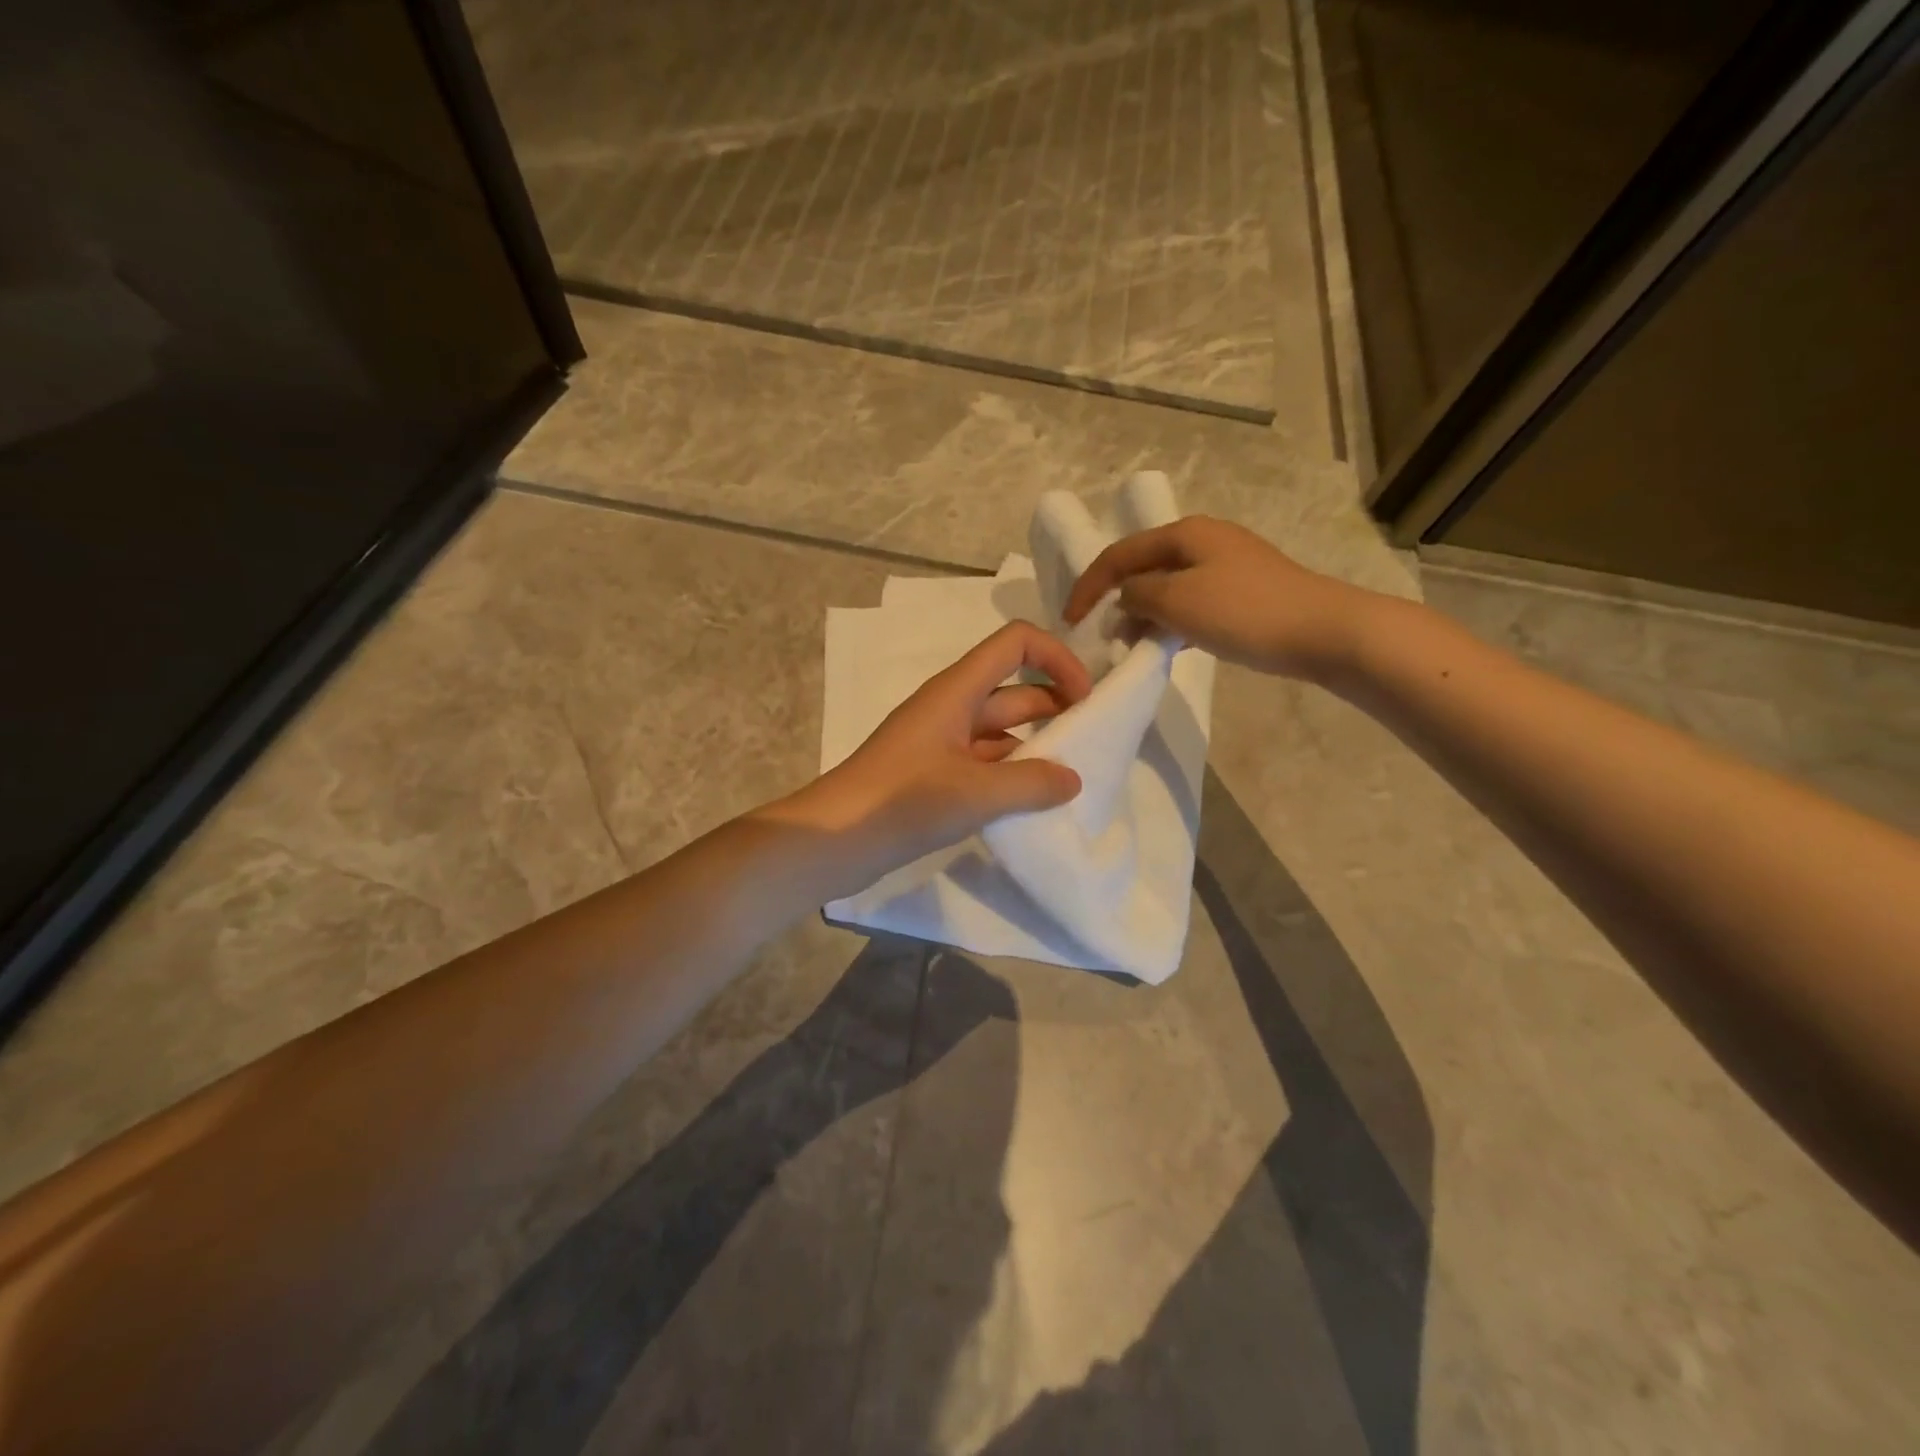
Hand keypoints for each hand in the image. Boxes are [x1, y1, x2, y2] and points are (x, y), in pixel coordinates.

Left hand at [771, 622, 1091, 889]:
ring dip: (1036, 746)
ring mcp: (941, 742)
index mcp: (957, 691)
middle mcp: (951, 707)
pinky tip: (1034, 802)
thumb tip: (1073, 779)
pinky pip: (984, 762)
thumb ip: (1031, 783)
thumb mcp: (975, 792)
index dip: (1057, 658)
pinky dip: (1011, 775)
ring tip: (1072, 778)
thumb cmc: (902, 801)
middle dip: (1056, 707)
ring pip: (1001, 730)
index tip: (1085, 700)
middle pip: (1015, 688)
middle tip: (1092, 745)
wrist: (835, 839)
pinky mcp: (934, 775)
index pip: (1017, 643)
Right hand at [1065, 515, 1382, 680]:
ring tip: (1130, 644)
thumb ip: (1138, 594)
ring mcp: (1226, 565)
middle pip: (1143, 566)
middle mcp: (1203, 540)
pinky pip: (1191, 602)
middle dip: (1116, 599)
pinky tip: (1168, 645)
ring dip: (1143, 613)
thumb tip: (1126, 597)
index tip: (1070, 621)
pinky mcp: (1242, 591)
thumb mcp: (1177, 601)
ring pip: (1167, 586)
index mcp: (1184, 533)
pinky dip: (1171, 621)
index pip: (1119, 554)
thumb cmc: (1244, 612)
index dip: (1088, 586)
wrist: (1323, 630)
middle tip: (1101, 635)